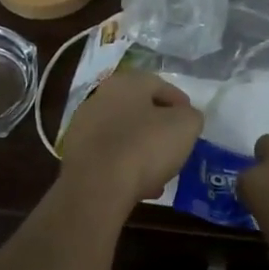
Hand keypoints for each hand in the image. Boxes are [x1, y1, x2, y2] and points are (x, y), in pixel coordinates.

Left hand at [58, 70, 203, 214]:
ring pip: (124, 135)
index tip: (192, 122)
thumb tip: (184, 118)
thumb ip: (191, 117)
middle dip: (160, 128)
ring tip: (161, 173)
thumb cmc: (144, 147)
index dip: (180, 103)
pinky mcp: (76, 154)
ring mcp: (84, 125)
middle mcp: (100, 97)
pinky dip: (126, 167)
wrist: (96, 186)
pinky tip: (140, 186)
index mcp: (126, 83)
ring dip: (144, 150)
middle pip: (140, 110)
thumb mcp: (185, 127)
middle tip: (176, 146)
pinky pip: (109, 156)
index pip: (160, 85)